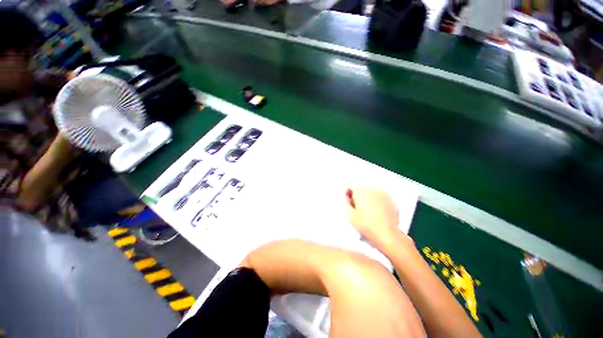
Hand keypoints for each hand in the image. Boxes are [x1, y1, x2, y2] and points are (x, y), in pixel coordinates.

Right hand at [346, 188, 404, 248]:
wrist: (386, 235)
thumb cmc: (368, 227)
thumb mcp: (350, 215)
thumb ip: (346, 203)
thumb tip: (347, 198)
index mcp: (361, 192)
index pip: (351, 187)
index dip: (349, 195)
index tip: (350, 202)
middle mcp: (372, 190)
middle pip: (361, 189)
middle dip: (359, 197)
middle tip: (358, 210)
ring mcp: (383, 194)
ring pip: (371, 193)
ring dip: (368, 199)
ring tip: (368, 213)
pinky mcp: (391, 200)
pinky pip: (380, 197)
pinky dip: (377, 202)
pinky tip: (376, 213)